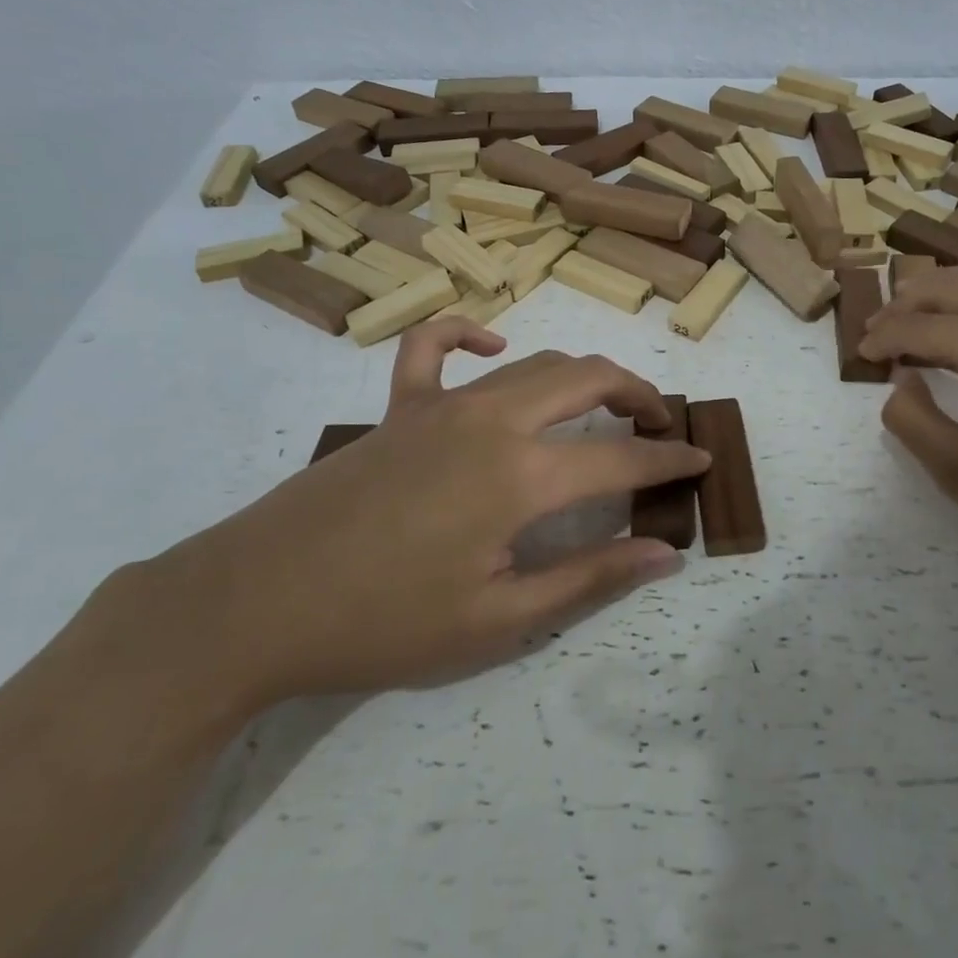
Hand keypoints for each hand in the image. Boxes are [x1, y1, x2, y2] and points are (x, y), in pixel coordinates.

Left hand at [136, 321, 709, 708]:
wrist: (254, 605)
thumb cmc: (383, 623)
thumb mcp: (499, 620)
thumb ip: (590, 577)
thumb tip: (666, 552)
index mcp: (522, 476)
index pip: (623, 459)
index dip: (671, 461)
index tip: (702, 461)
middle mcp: (492, 421)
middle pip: (588, 380)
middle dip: (639, 395)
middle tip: (662, 424)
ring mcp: (442, 404)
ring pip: (534, 363)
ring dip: (583, 375)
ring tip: (607, 402)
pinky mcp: (398, 407)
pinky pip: (434, 347)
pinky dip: (471, 334)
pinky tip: (495, 347)